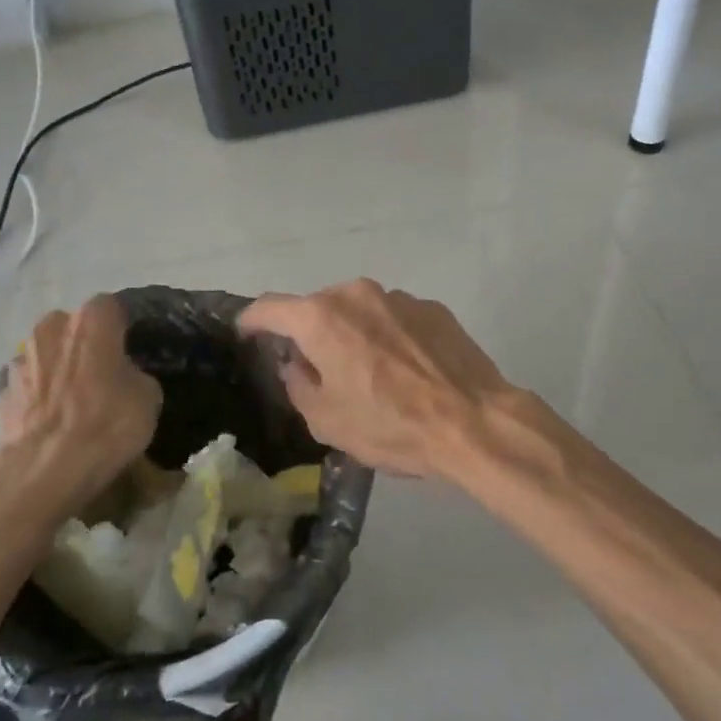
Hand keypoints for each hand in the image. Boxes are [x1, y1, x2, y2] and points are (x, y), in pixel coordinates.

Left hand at [0, 295, 162, 523]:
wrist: (41, 473)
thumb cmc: (105, 425)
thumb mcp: (148, 398)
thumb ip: (135, 374)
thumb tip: (124, 377)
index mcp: (90, 322)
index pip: (111, 307)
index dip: (122, 327)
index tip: (131, 349)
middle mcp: (50, 330)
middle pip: (71, 328)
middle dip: (84, 346)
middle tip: (101, 376)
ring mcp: (19, 362)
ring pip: (45, 357)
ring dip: (57, 372)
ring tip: (72, 406)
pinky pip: (26, 389)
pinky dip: (36, 401)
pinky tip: (49, 427)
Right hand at [239, 279, 518, 481]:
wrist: (474, 422)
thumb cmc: (391, 425)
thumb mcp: (328, 421)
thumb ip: (298, 385)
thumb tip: (296, 364)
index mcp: (321, 318)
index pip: (269, 308)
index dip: (251, 321)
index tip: (246, 335)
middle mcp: (357, 294)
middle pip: (317, 308)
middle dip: (309, 334)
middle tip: (317, 370)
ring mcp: (399, 297)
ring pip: (358, 311)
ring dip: (352, 334)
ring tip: (369, 373)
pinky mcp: (433, 308)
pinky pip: (394, 318)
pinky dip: (388, 337)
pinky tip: (406, 371)